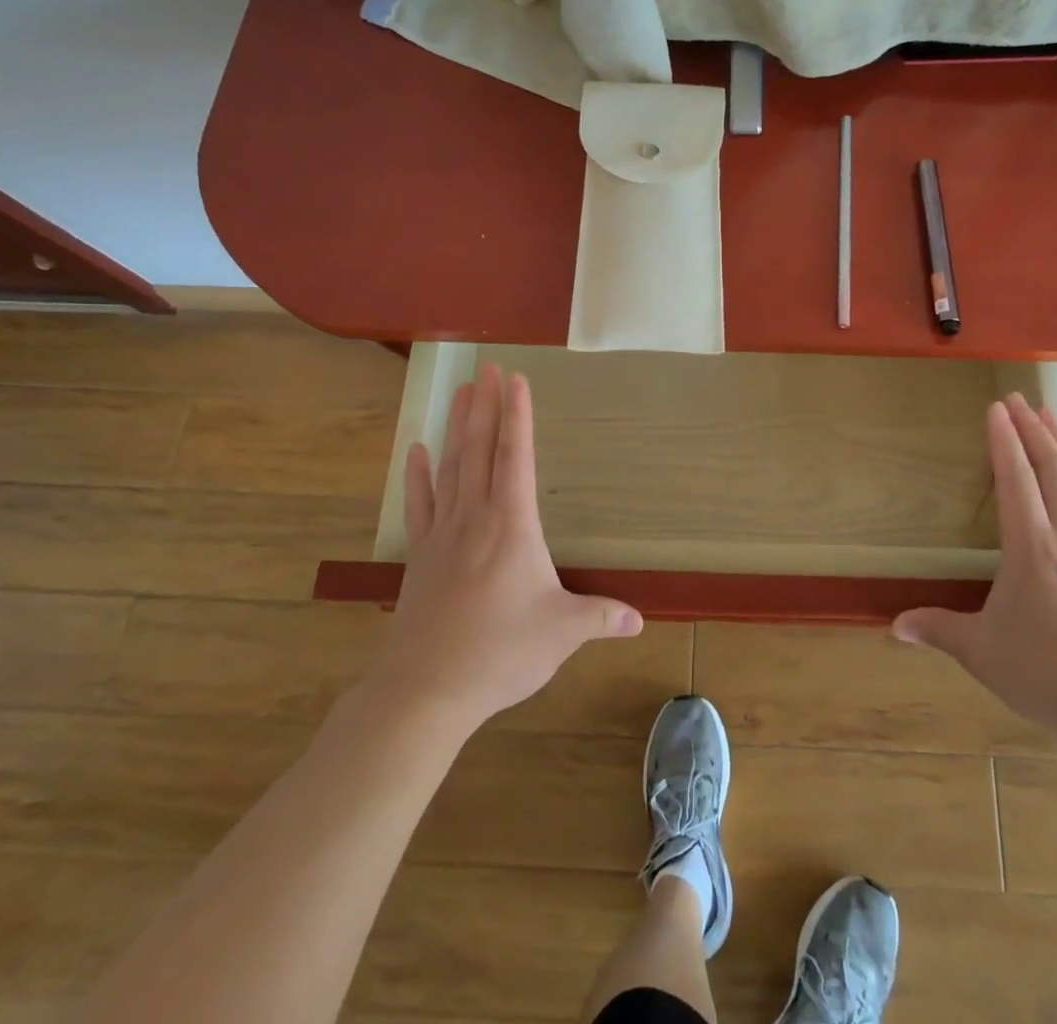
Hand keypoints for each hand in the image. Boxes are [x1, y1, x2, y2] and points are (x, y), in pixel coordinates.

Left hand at [368, 363, 641, 734]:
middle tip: (487, 368)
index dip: (518, 415)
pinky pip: (419, 504)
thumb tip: (639, 620)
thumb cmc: (501, 652)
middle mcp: (476, 517)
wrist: (426, 689)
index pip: (517, 456)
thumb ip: (601, 617)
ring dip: (456, 427)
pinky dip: (418, 475)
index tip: (515, 378)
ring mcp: (443, 534)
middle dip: (485, 405)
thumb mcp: (562, 633)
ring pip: (451, 467)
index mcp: (513, 524)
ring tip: (459, 391)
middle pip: (480, 449)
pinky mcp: (419, 556)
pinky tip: (417, 450)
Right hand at [893, 396, 1056, 751]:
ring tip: (1050, 418)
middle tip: (1018, 398)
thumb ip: (938, 630)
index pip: (1016, 479)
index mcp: (1031, 547)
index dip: (1004, 439)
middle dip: (1033, 428)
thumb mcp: (983, 652)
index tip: (995, 407)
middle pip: (1052, 468)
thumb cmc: (1050, 674)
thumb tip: (894, 626)